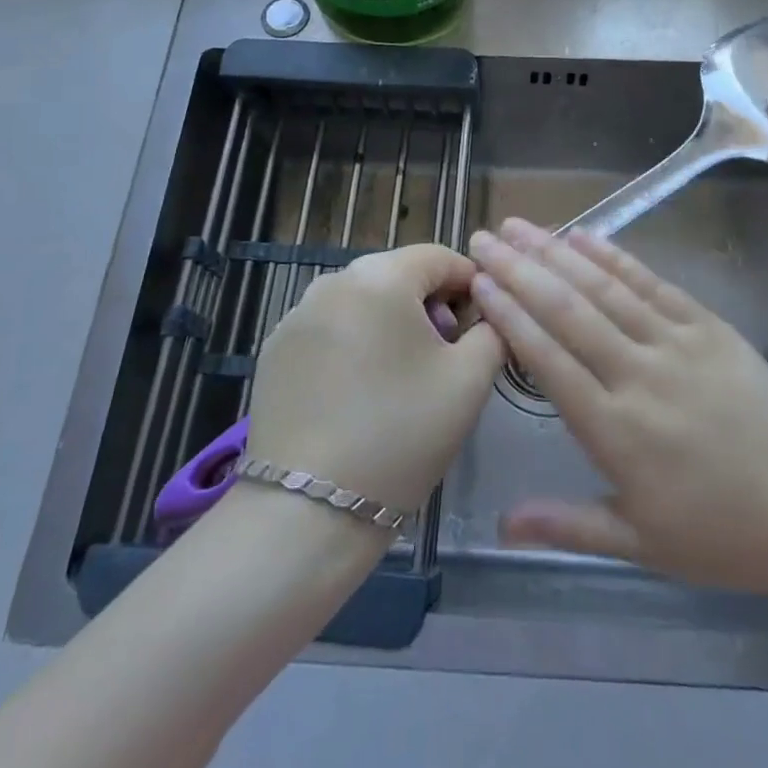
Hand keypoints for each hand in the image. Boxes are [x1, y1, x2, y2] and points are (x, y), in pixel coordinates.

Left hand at [246, 244, 503, 517]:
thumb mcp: (469, 380)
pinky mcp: (274, 350)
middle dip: (430, 306)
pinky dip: (353, 345)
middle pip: (399, 276)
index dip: (471, 285)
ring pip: (363, 302)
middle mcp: (332, 280)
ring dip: (391, 325)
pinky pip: (330, 329)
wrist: (308, 511)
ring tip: (402, 380)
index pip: (440, 257)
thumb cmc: (401, 434)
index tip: (483, 327)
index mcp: (381, 276)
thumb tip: (488, 313)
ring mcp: (296, 315)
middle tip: (446, 359)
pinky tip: (358, 396)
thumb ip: (493, 330)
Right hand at [468, 218, 767, 599]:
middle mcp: (639, 374)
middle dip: (519, 270)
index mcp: (615, 429)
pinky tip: (586, 236)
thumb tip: (500, 523)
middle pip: (567, 310)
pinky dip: (615, 257)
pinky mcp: (708, 326)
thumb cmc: (724, 534)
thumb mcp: (641, 545)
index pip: (547, 358)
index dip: (509, 315)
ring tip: (520, 226)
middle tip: (483, 238)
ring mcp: (676, 343)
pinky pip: (652, 283)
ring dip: (557, 252)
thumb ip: (567, 526)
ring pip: (604, 288)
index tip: (478, 282)